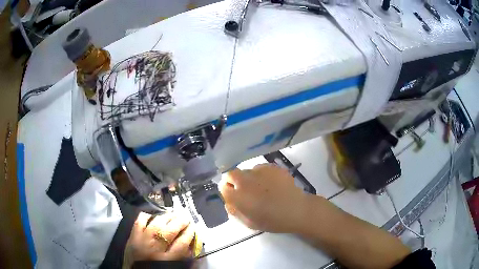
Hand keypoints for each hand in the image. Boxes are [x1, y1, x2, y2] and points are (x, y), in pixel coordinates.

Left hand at [123, 212, 194, 267]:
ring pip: (156, 224)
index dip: (190, 233)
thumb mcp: (172, 267)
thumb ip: (183, 258)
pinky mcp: (132, 235)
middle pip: (170, 231)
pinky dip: (147, 216)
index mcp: (167, 260)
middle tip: (186, 218)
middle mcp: (155, 249)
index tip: (194, 227)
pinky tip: (153, 216)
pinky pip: (140, 221)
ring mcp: (142, 240)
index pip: (182, 243)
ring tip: (174, 214)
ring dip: (167, 217)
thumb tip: (194, 245)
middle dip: (181, 222)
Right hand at [219, 164, 307, 232]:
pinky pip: (259, 168)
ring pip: (246, 171)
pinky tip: (270, 184)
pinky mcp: (271, 166)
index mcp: (239, 197)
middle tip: (243, 190)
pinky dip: (260, 175)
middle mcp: (245, 181)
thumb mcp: (249, 223)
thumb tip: (229, 202)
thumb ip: (235, 212)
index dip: (226, 191)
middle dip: (232, 181)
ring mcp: (259, 171)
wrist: (297, 209)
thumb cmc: (273, 221)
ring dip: (248, 178)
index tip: (233, 196)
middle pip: (230, 174)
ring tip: (260, 188)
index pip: (222, 187)